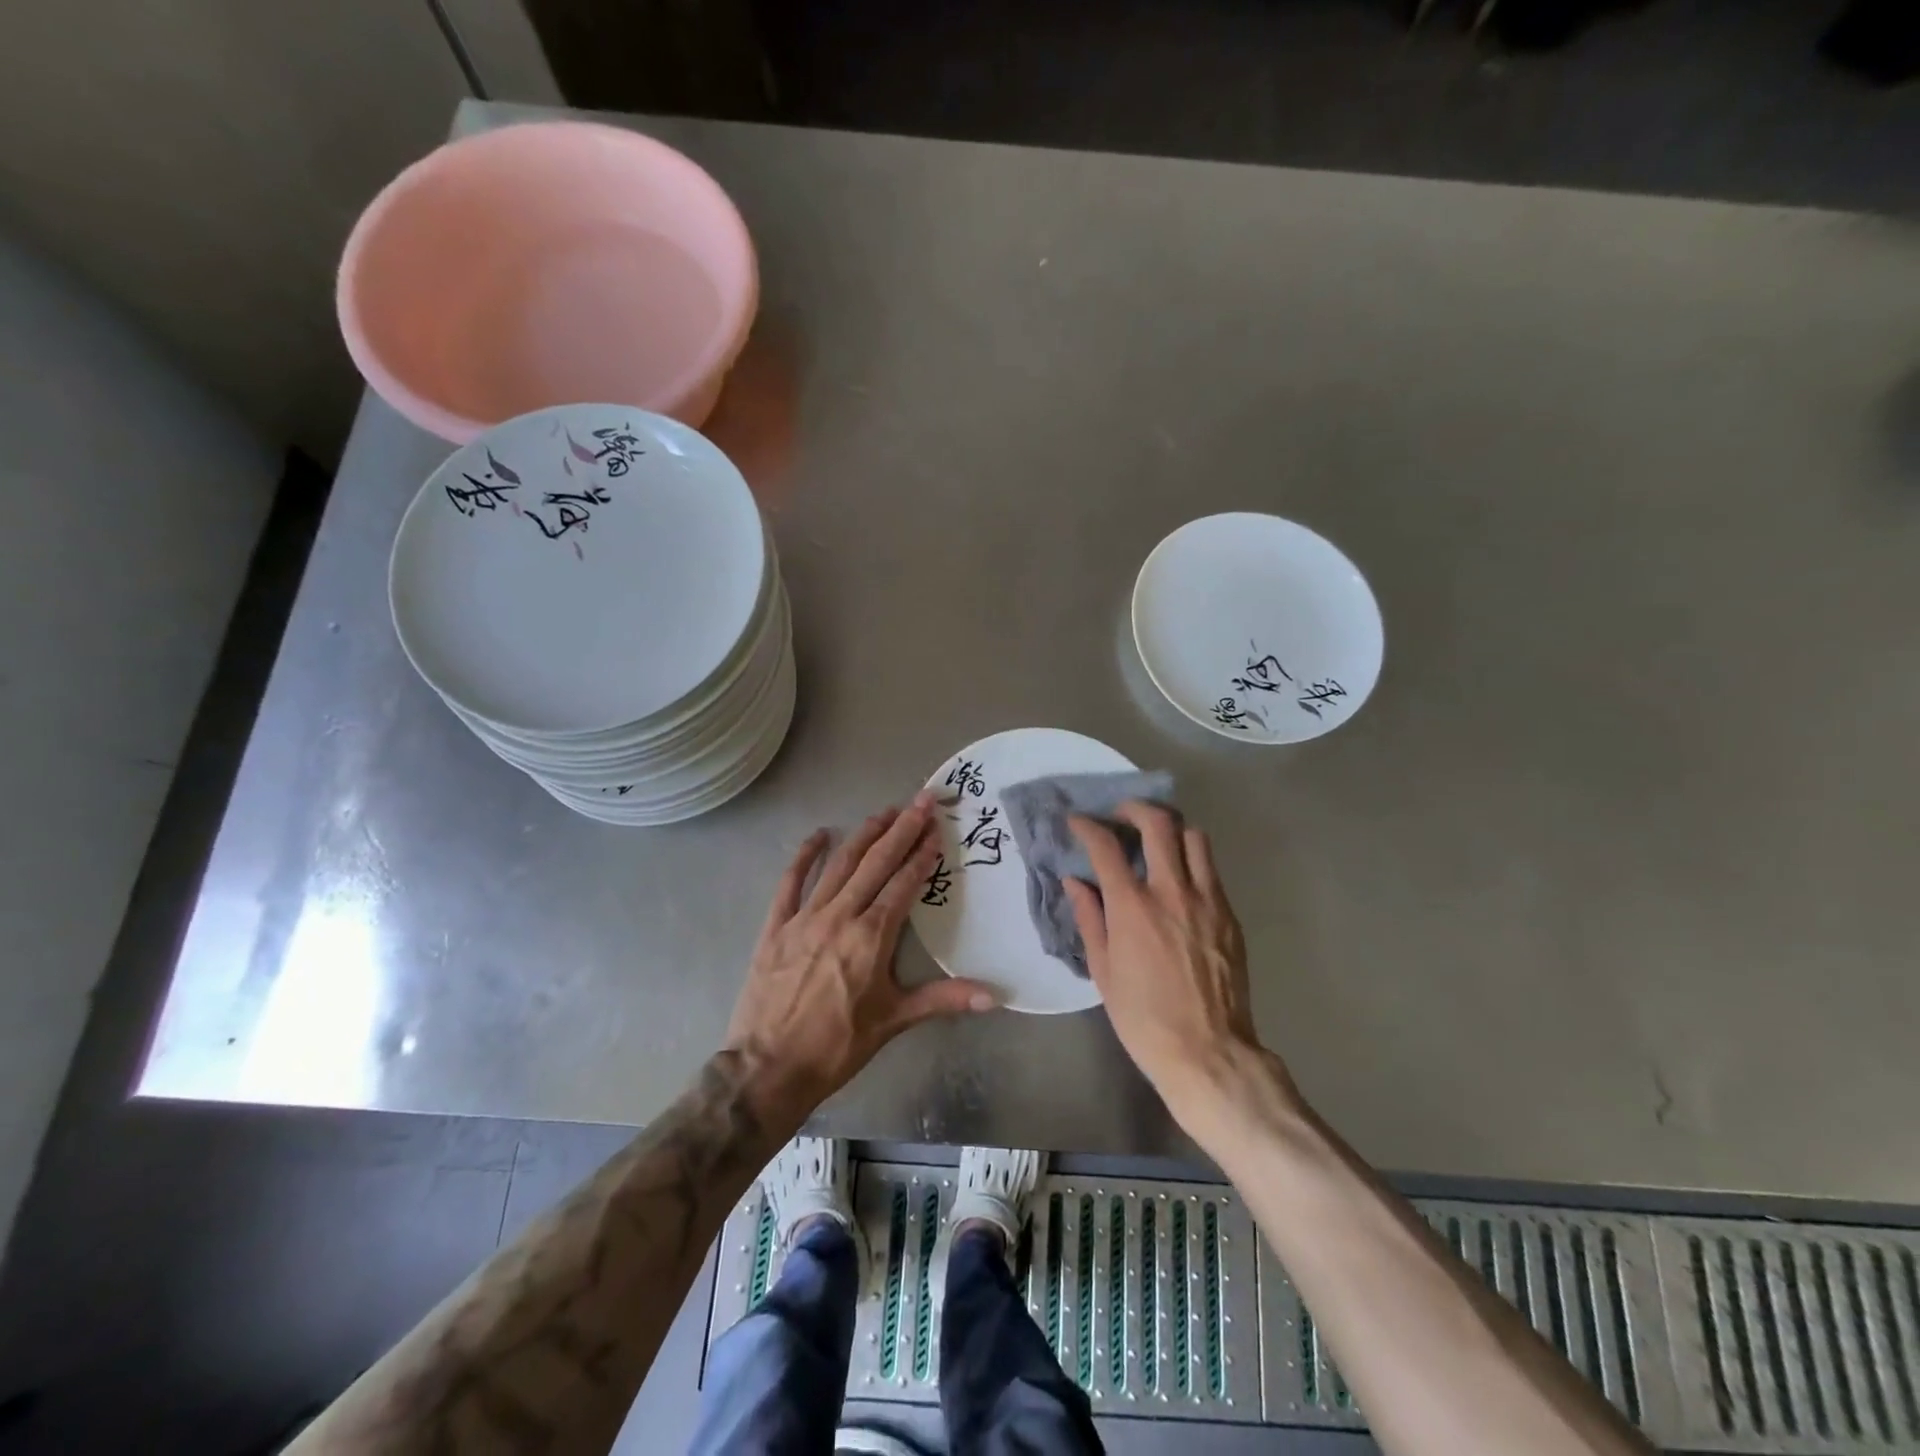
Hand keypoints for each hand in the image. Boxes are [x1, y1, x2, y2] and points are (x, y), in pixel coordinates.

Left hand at [725, 793, 998, 1119]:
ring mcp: (804, 917)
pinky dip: (804, 856)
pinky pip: (790, 882)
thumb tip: (993, 996)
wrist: (768, 1068)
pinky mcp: (776, 926)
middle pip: (876, 863)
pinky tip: (818, 834)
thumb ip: (942, 1000)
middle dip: (901, 829)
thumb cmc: (837, 1046)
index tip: (937, 828)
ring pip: (839, 865)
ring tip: (885, 812)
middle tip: (922, 800)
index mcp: (871, 937)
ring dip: (864, 835)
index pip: (903, 884)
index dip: (922, 854)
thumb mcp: (893, 1022)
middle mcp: (840, 916)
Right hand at [1066, 804, 1280, 1123]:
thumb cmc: (1143, 1018)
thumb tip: (1075, 882)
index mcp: (1132, 906)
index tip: (1078, 821)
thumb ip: (1089, 918)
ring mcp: (1207, 900)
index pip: (1106, 846)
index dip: (1088, 826)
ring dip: (1172, 830)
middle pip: (1158, 824)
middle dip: (1135, 809)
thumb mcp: (1103, 971)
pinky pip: (1211, 870)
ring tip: (1158, 842)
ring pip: (1195, 837)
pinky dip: (1192, 861)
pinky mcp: (1230, 915)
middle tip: (1122, 816)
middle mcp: (1171, 891)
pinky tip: (1180, 880)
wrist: (1209, 1052)